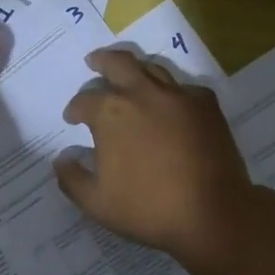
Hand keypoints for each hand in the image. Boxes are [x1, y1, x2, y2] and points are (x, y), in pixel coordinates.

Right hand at [55, 49, 258, 266]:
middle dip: (101, 61)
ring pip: (152, 67)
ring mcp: (178, 96)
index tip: (73, 119)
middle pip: (118, 63)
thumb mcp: (96, 203)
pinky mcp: (206, 105)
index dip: (75, 109)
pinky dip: (171, 90)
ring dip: (135, 69)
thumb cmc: (148, 208)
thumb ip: (72, 179)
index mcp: (111, 113)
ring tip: (129, 75)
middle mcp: (142, 94)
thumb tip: (62, 160)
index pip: (84, 101)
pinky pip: (183, 87)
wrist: (212, 213)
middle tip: (94, 62)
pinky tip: (170, 102)